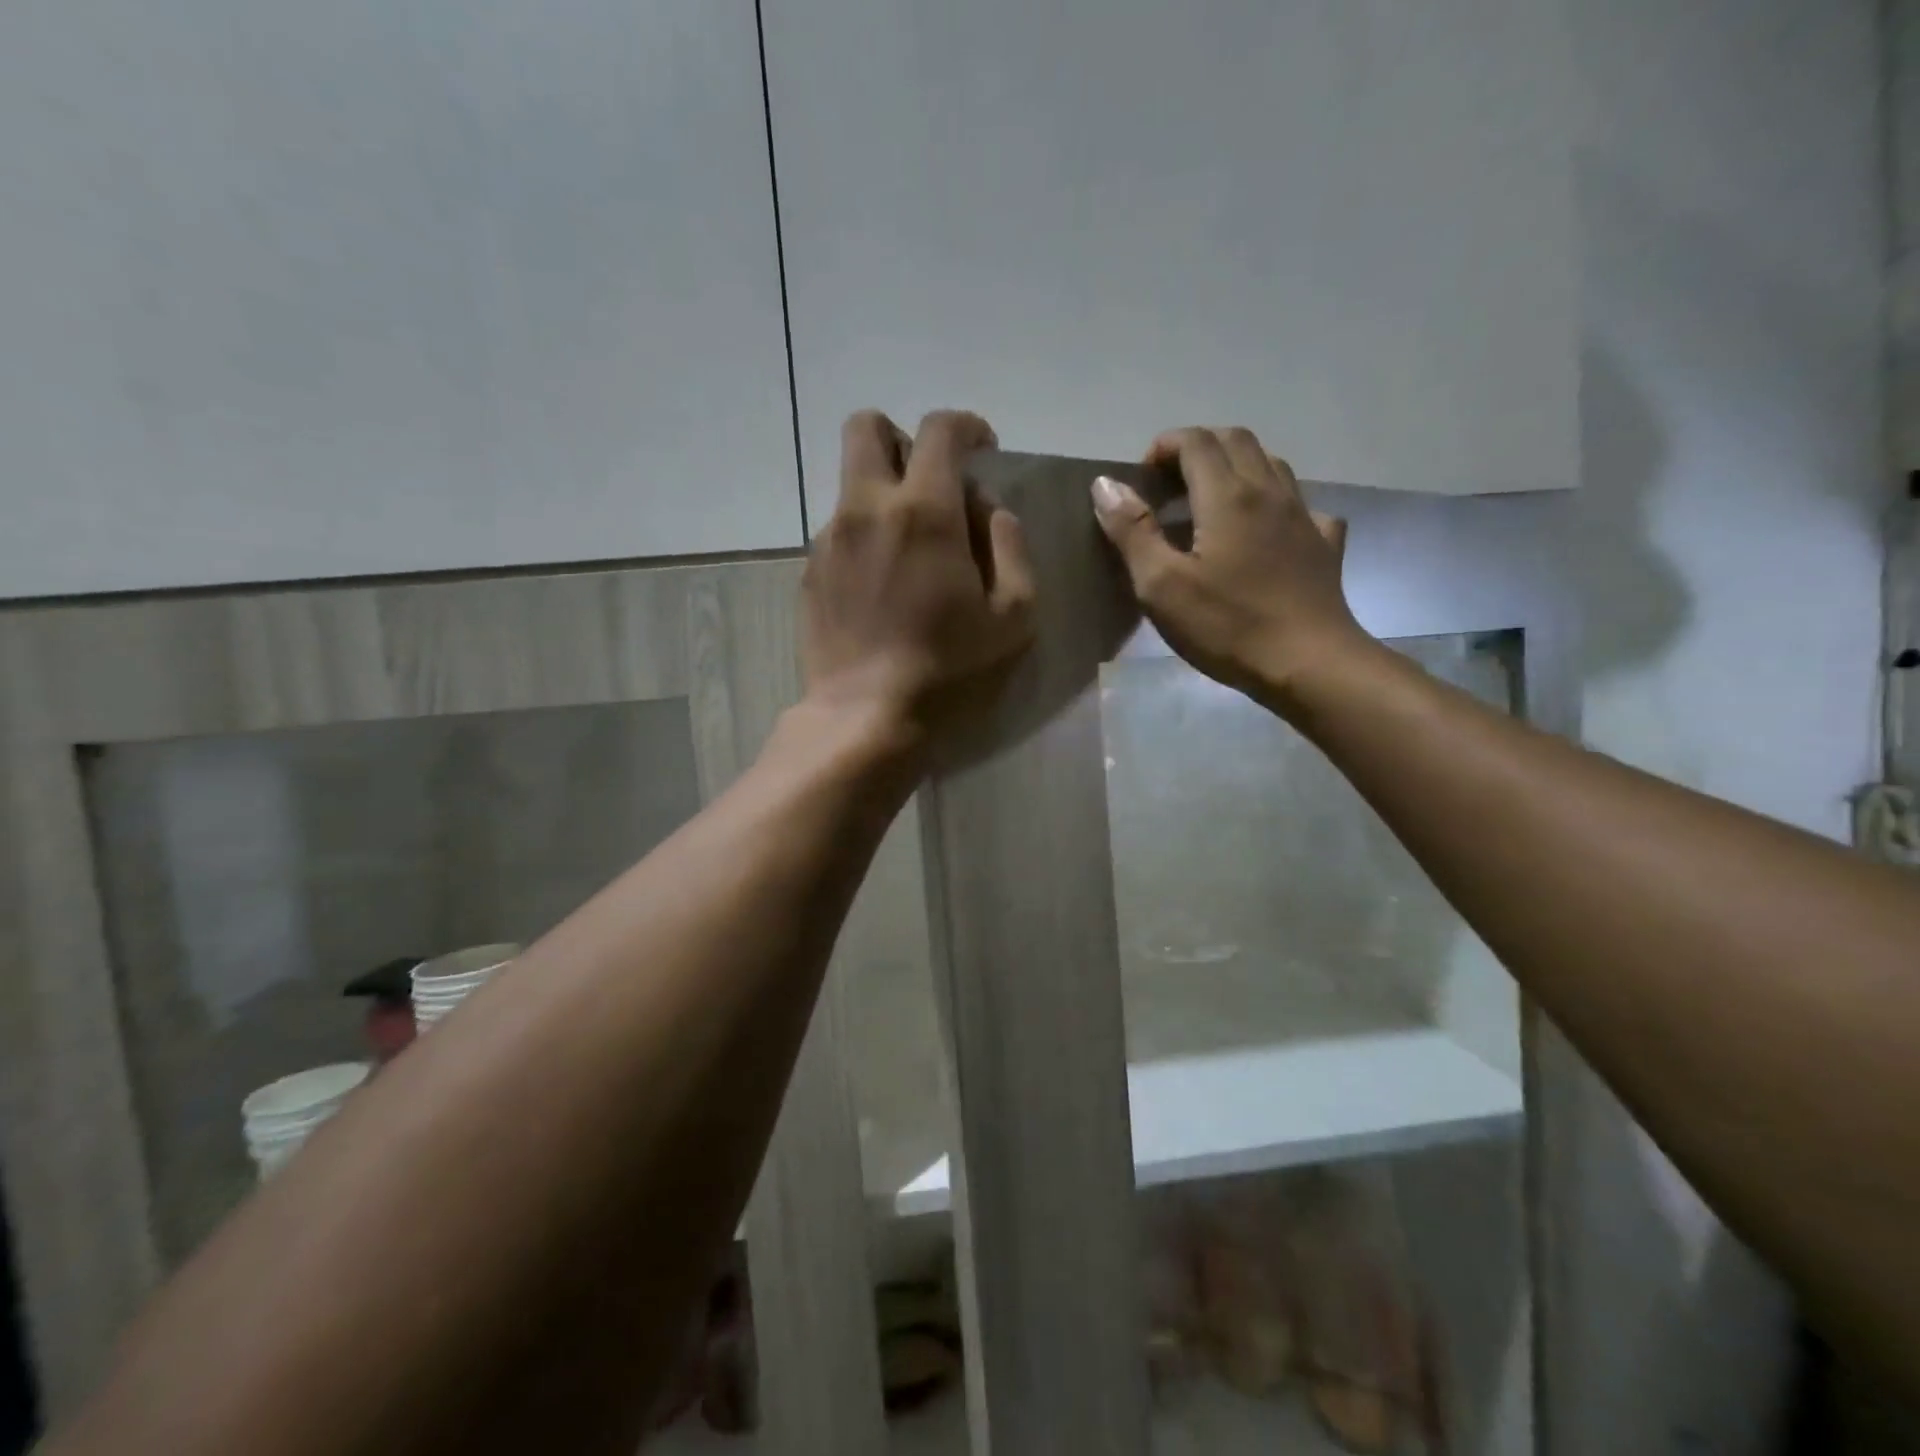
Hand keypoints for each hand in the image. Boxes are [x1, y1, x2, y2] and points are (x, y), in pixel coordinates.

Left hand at [801, 409, 1035, 750]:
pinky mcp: (809, 572)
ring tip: (911, 553)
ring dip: (884, 494)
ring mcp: (829, 539)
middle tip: (932, 485)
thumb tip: (989, 512)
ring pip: (852, 483)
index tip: (983, 449)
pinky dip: (865, 536)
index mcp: (924, 511)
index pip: (940, 430)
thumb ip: (1010, 547)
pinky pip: (840, 529)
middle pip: (867, 428)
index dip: (968, 427)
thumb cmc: (951, 671)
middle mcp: (866, 508)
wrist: (866, 717)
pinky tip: (882, 586)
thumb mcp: (1013, 615)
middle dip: (904, 440)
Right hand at [1090, 426, 1370, 713]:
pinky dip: (1273, 504)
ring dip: (1235, 467)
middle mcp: (1270, 491)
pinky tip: (1264, 532)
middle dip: (1198, 449)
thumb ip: (1133, 531)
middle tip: (1171, 485)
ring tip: (1210, 502)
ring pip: (1270, 465)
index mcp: (1228, 496)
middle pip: (1236, 440)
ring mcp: (1304, 516)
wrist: (1309, 665)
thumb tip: (1106, 484)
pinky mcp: (1324, 545)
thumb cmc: (1227, 627)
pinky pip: (1300, 505)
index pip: (1195, 441)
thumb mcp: (1161, 586)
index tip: (1143, 477)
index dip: (1164, 446)